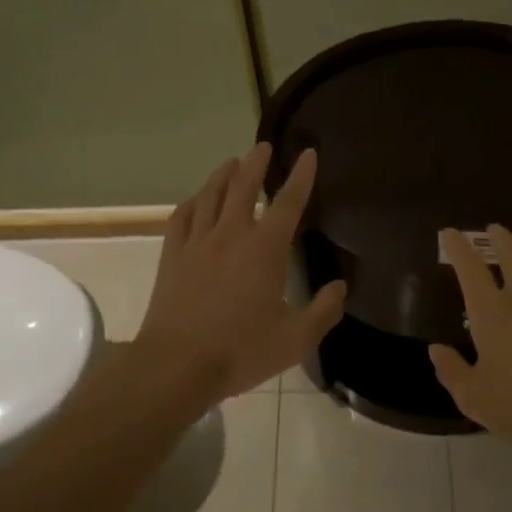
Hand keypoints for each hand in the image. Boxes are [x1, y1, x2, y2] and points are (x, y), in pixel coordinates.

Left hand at [135, 143, 347, 400]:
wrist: (176, 365)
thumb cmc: (240, 352)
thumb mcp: (295, 340)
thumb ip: (323, 311)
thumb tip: (340, 287)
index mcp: (264, 250)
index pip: (288, 203)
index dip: (301, 176)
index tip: (307, 154)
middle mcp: (231, 235)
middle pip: (243, 187)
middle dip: (256, 163)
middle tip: (263, 146)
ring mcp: (197, 243)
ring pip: (210, 196)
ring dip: (223, 175)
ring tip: (231, 163)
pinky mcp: (172, 256)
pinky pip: (181, 217)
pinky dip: (192, 203)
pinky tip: (196, 201)